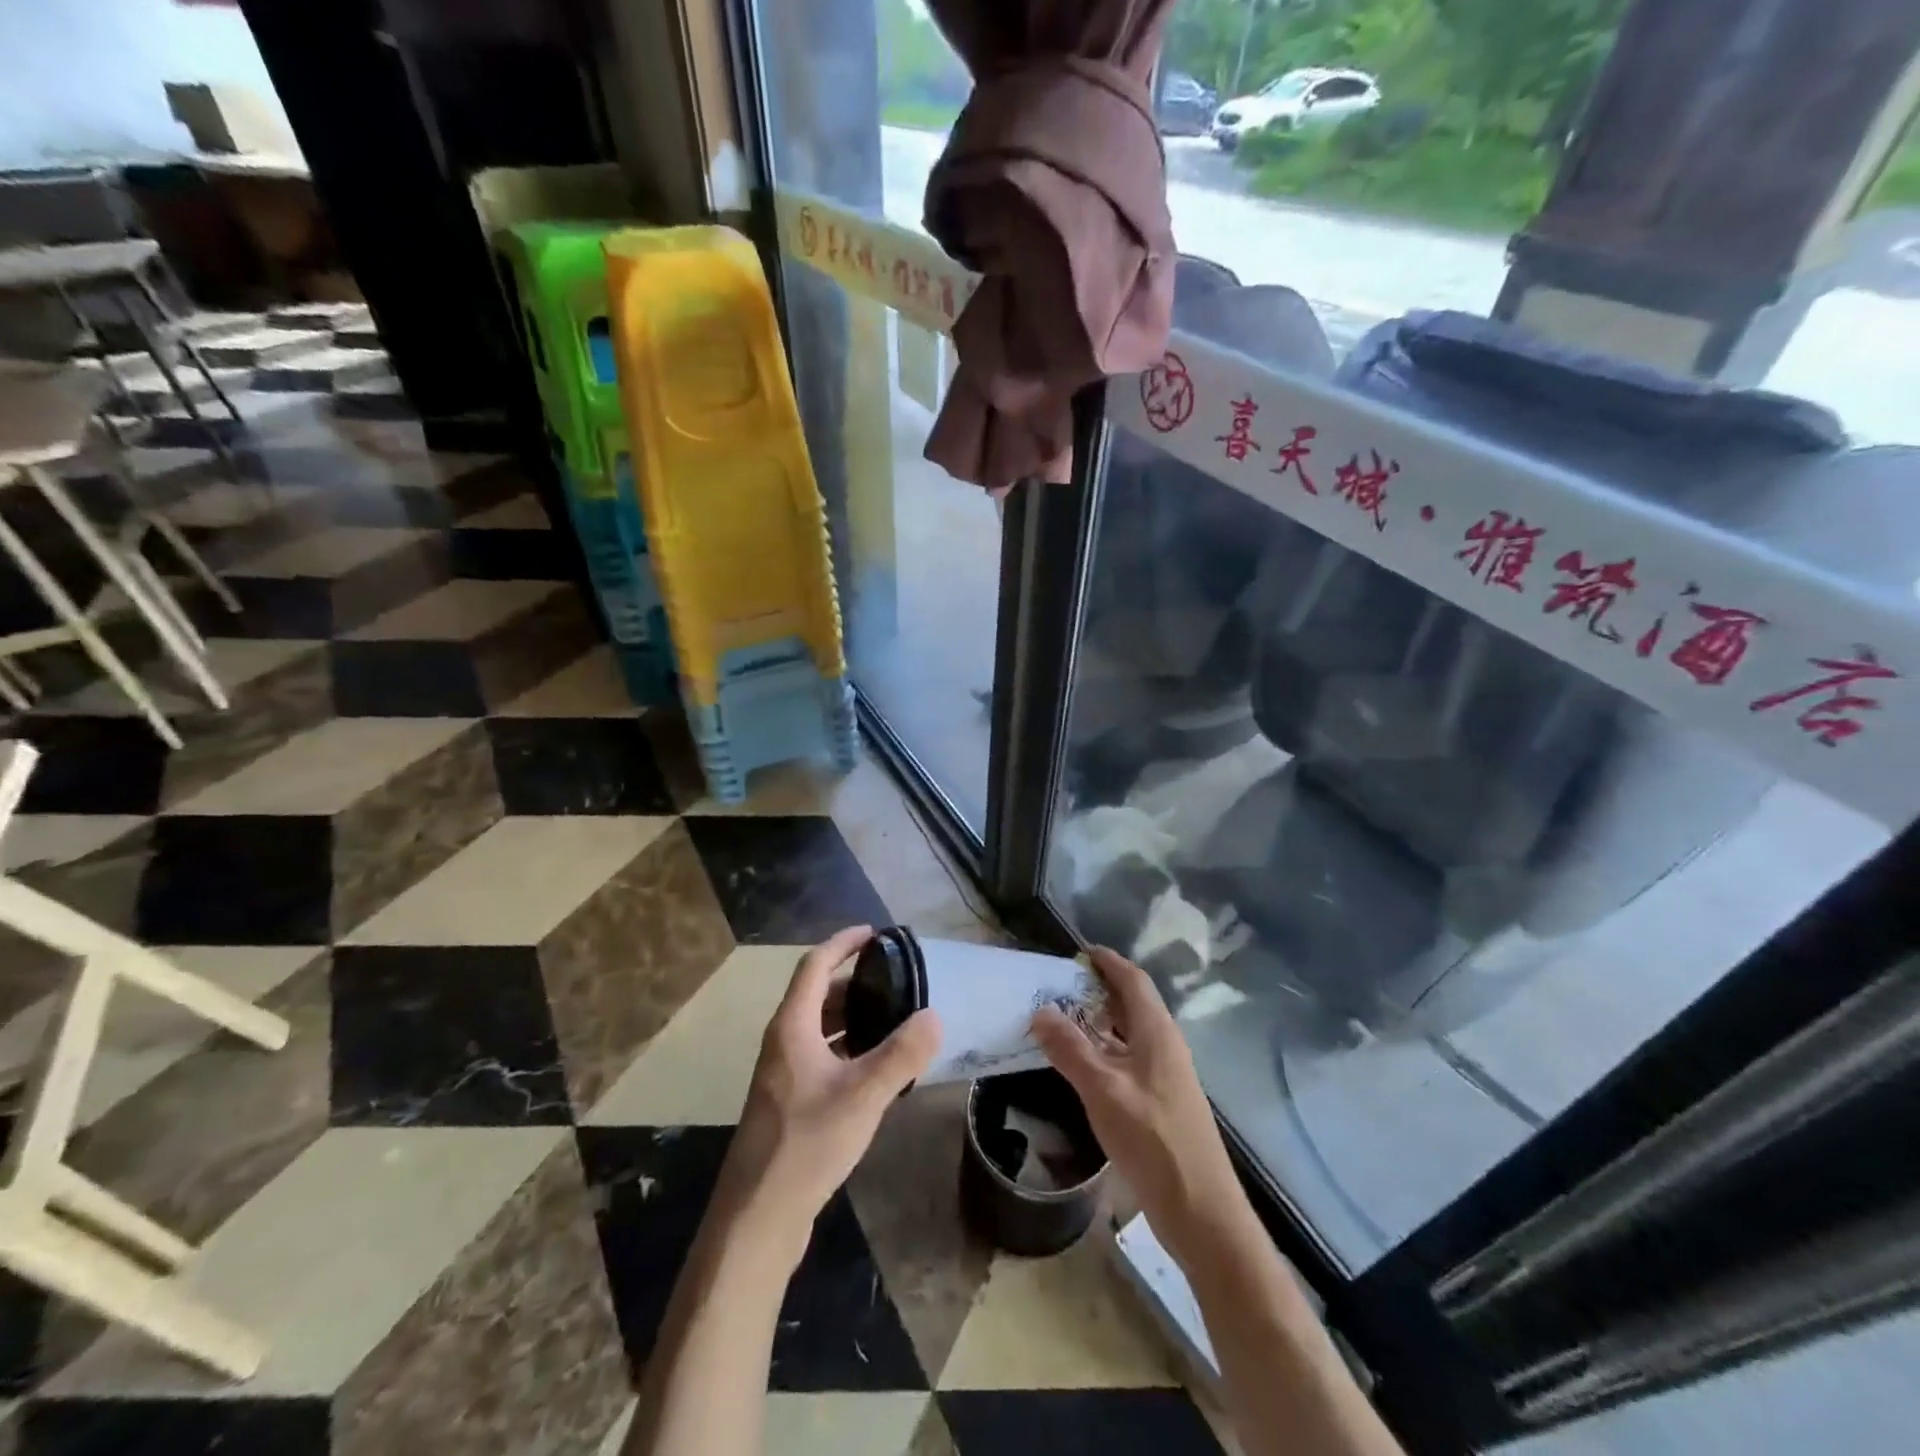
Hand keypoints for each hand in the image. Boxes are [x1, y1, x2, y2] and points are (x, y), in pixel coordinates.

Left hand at [714, 926, 940, 1265]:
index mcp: (792, 1027)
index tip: (875, 933)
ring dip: (851, 1016)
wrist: (758, 1216)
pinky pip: (820, 1056)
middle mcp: (783, 1042)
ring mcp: (783, 1074)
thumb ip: (901, 1054)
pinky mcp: (789, 1102)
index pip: (815, 965)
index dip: (843, 943)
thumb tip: (934, 1015)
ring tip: (892, 1017)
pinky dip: (846, 1047)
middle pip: (817, 994)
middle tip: (895, 979)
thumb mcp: (863, 1095)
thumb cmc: (807, 1143)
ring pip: (818, 1027)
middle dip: (853, 981)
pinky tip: (875, 1067)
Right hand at [1030, 947, 1246, 1263]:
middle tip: (1060, 986)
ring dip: (1099, 1021)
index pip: (1133, 980)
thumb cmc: (1153, 1140)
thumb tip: (1040, 1010)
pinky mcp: (1161, 1102)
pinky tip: (1081, 1065)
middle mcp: (1165, 1045)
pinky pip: (1128, 1059)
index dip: (1108, 962)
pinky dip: (1104, 1050)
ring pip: (1130, 1033)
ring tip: (1062, 1019)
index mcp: (1157, 1032)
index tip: (1078, 952)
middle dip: (1099, 989)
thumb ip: (1070, 1049)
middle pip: (1132, 1003)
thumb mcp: (1103, 1090)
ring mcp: (1165, 1075)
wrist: (1201, 1210)